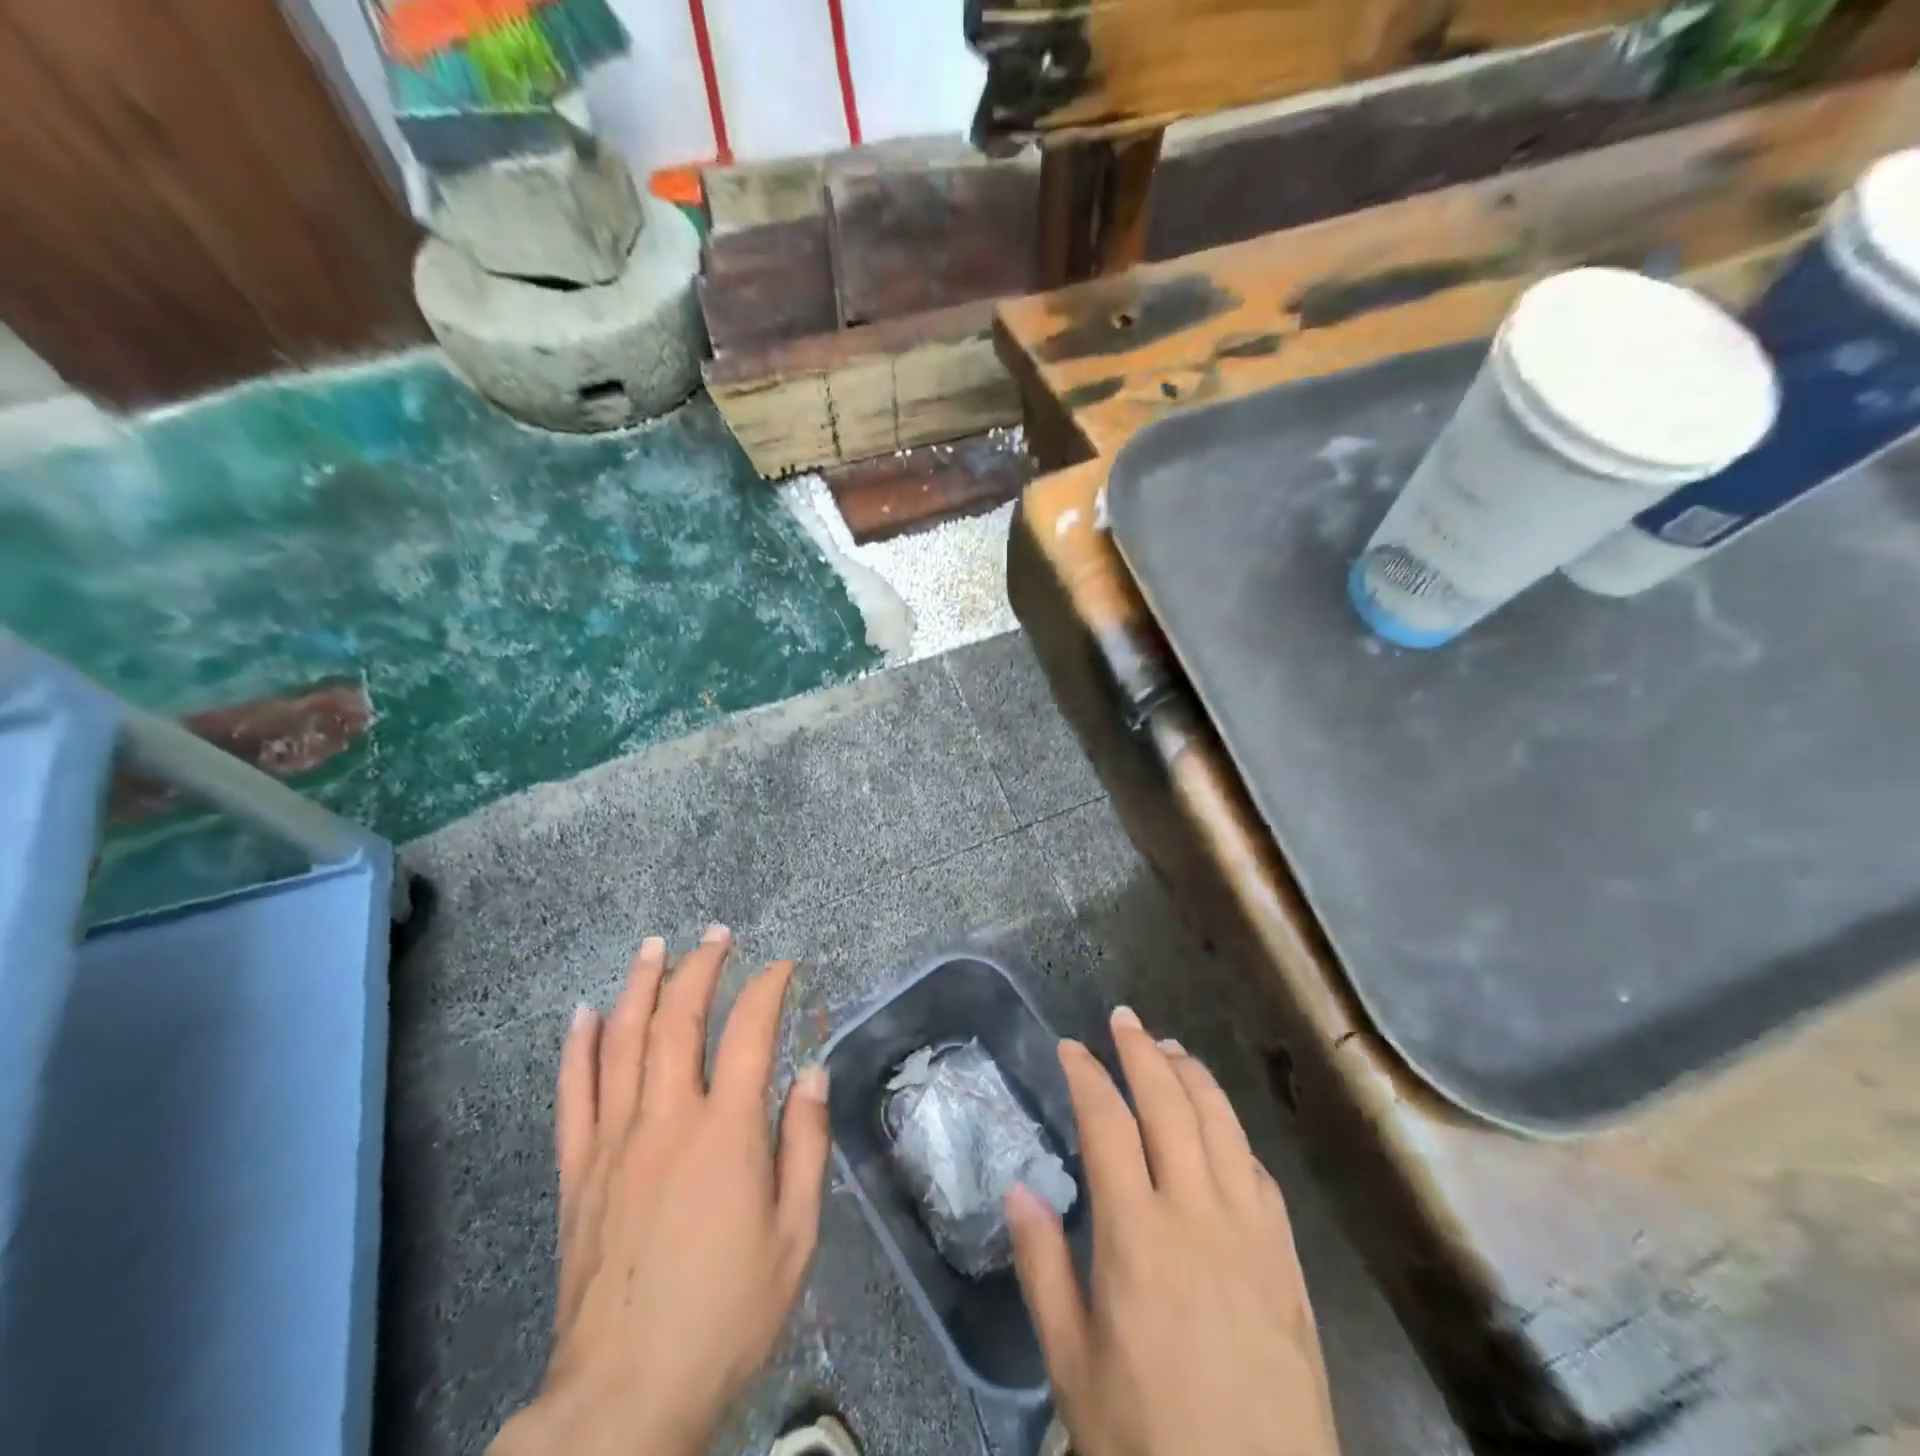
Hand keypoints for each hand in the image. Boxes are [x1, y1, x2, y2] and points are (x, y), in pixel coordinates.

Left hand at [492, 928, 829, 1455]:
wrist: (624, 1399)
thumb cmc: (726, 1315)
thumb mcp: (795, 1237)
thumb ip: (805, 1146)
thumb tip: (812, 1073)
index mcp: (726, 1134)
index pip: (750, 1033)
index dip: (768, 989)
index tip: (783, 966)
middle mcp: (666, 1121)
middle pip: (679, 1021)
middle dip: (700, 968)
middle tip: (717, 935)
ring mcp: (613, 1142)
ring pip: (623, 1042)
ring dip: (640, 986)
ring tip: (655, 946)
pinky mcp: (576, 1172)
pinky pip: (572, 1094)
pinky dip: (579, 1047)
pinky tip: (586, 1012)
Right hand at [1007, 1008, 1339, 1455]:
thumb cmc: (1148, 1441)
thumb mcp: (1072, 1369)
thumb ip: (1043, 1270)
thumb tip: (1020, 1188)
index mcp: (1137, 1236)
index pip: (1108, 1124)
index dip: (1088, 1075)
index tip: (1070, 1047)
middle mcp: (1197, 1214)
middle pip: (1169, 1104)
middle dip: (1142, 1051)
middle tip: (1123, 1019)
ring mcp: (1251, 1232)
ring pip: (1221, 1124)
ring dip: (1193, 1076)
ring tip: (1170, 1048)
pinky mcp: (1287, 1260)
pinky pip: (1259, 1172)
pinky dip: (1234, 1132)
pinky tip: (1222, 1126)